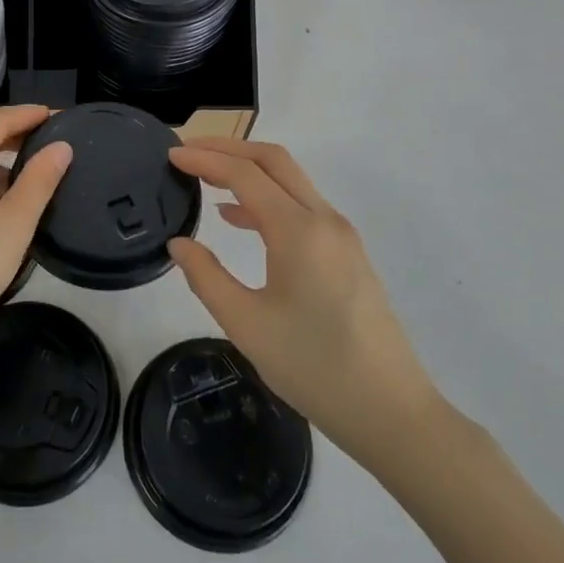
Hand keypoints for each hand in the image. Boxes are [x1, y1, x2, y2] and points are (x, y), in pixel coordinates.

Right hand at [167, 137, 437, 463]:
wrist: (392, 413)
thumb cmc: (314, 368)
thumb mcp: (247, 325)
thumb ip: (206, 277)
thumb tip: (179, 244)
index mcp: (298, 230)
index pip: (244, 174)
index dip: (205, 160)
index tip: (170, 156)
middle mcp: (324, 219)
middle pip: (273, 161)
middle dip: (228, 149)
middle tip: (188, 153)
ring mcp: (341, 235)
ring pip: (291, 181)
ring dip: (248, 171)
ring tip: (206, 179)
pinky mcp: (348, 254)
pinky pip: (302, 206)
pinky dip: (267, 198)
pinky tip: (239, 219)